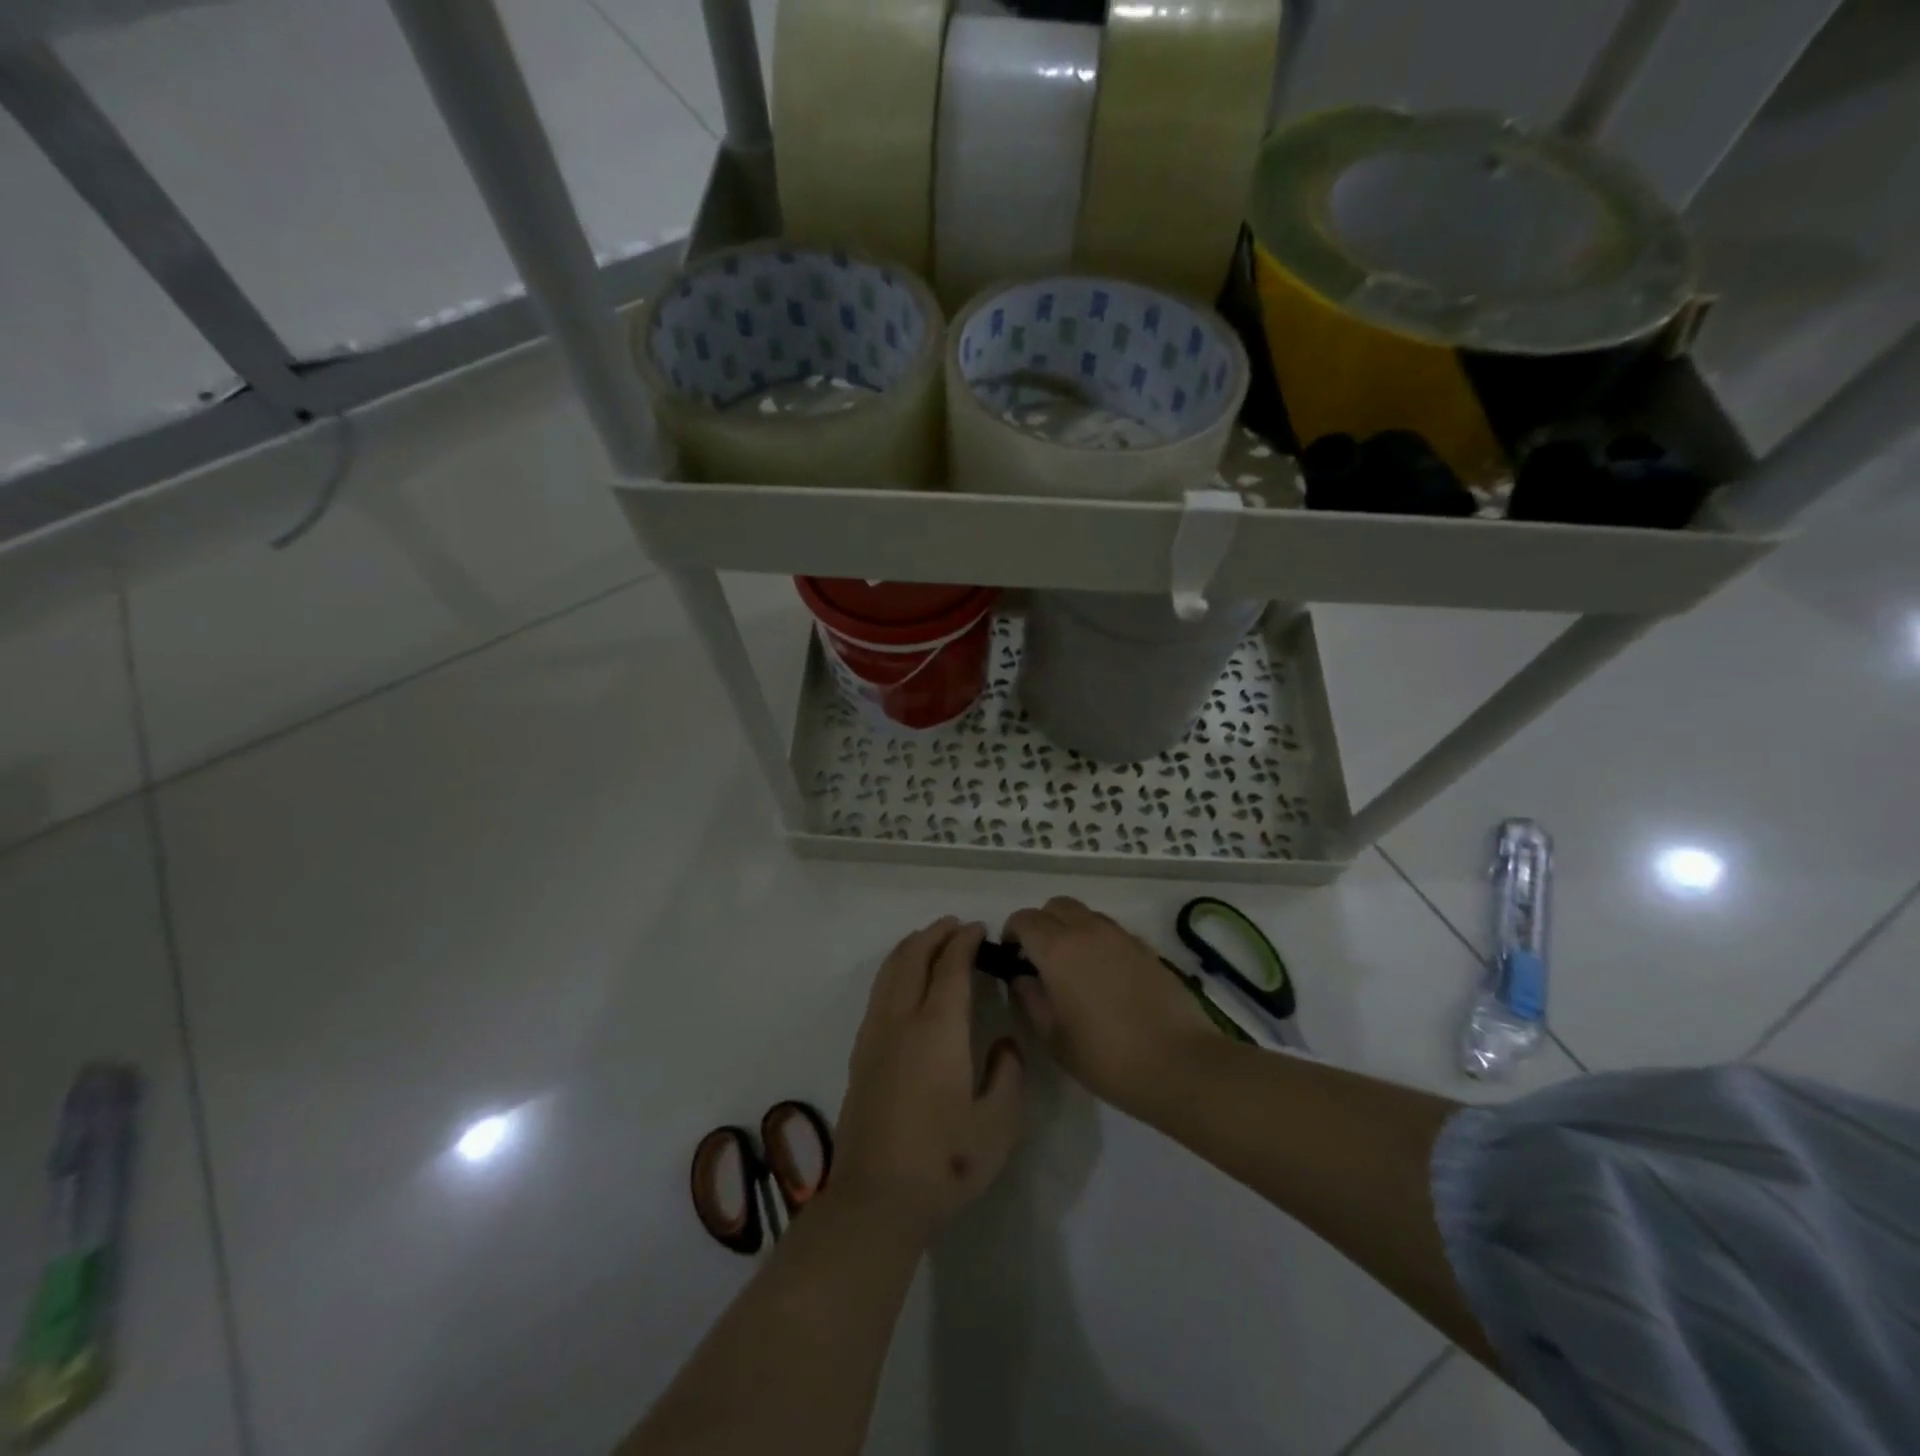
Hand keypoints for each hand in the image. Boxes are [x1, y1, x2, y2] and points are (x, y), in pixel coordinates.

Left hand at [833, 919, 1024, 1238]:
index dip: (964, 942)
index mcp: (938, 1028)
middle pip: (913, 957)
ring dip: (911, 948)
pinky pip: (878, 992)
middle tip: (956, 927)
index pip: (950, 966)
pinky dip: (895, 970)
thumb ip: (1009, 1074)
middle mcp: (902, 1020)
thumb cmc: (945, 1162)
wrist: (876, 1199)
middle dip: (935, 934)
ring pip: (890, 971)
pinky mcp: (861, 1054)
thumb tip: (1002, 1043)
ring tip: (930, 941)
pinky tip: (905, 982)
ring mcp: (875, 1035)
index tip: (979, 930)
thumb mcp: (999, 1124)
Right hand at [1004, 897, 1214, 1117]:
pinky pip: (1111, 931)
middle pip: (1055, 906)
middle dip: (1041, 924)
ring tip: (1074, 968)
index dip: (1012, 934)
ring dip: (1071, 929)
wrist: (1179, 1063)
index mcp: (1057, 948)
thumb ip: (1030, 998)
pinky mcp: (1146, 947)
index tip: (1012, 959)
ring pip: (1085, 914)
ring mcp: (1121, 936)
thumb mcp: (1053, 1036)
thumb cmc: (1106, 1056)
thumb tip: (1022, 977)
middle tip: (1040, 959)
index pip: (1024, 919)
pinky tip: (1105, 977)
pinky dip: (1098, 941)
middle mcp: (1088, 930)